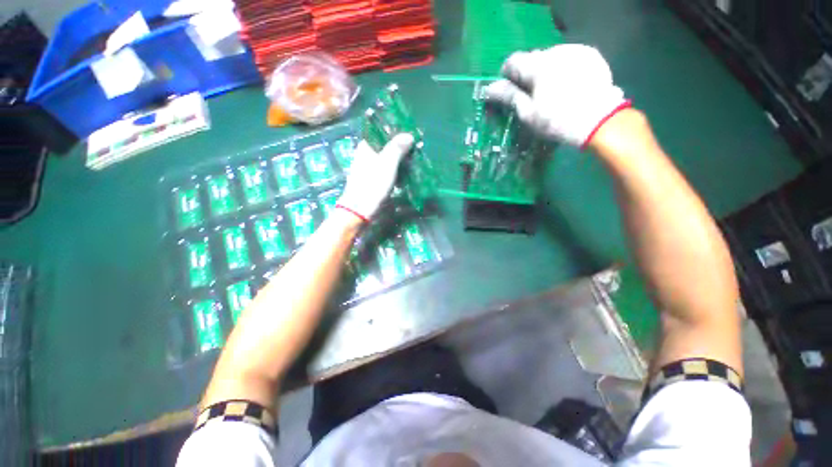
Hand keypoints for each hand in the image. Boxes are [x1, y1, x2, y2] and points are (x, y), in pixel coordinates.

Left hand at [336, 133, 413, 221]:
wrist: (360, 210)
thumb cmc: (373, 185)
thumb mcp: (387, 164)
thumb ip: (397, 148)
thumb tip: (409, 135)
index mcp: (366, 146)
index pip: (383, 133)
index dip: (397, 134)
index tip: (411, 138)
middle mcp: (366, 154)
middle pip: (386, 147)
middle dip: (401, 149)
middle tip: (415, 153)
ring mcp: (368, 168)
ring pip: (387, 159)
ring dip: (399, 162)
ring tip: (412, 165)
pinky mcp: (372, 180)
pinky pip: (386, 171)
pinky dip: (395, 172)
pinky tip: (403, 177)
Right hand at [483, 44, 630, 147]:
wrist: (600, 121)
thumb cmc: (557, 121)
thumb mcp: (528, 113)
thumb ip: (509, 96)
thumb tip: (490, 88)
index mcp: (537, 65)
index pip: (512, 61)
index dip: (507, 77)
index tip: (511, 93)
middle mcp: (555, 51)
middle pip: (532, 58)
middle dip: (527, 74)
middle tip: (532, 96)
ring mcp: (575, 51)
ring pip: (550, 57)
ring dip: (545, 71)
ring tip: (552, 92)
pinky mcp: (590, 55)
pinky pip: (568, 57)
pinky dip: (562, 68)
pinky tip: (568, 85)